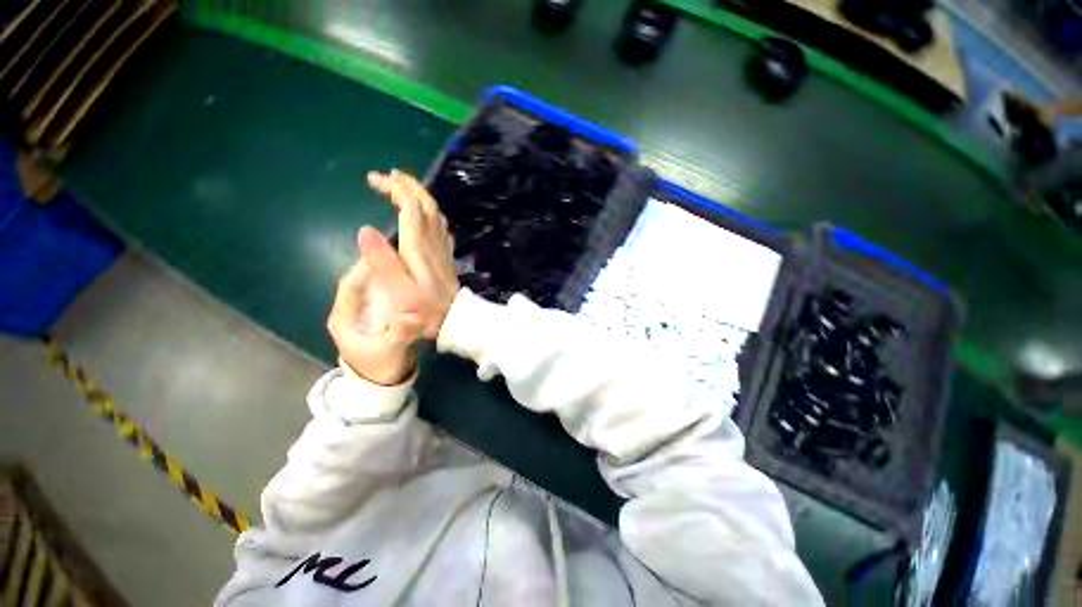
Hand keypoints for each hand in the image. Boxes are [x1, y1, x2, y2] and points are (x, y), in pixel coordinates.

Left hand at [327, 227, 423, 385]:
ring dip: (391, 274)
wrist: (385, 386)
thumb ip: (400, 335)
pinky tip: (413, 280)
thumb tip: (415, 315)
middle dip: (381, 267)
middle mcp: (353, 311)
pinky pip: (388, 295)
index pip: (351, 285)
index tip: (385, 253)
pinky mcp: (380, 316)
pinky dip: (398, 285)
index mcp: (344, 318)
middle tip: (404, 253)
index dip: (365, 268)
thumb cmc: (381, 369)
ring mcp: (367, 313)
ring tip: (411, 262)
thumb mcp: (390, 352)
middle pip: (364, 282)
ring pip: (376, 287)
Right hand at [368, 170, 459, 337]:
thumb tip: (365, 229)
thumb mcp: (399, 291)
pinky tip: (421, 215)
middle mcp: (432, 241)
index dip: (395, 188)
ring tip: (400, 188)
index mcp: (418, 246)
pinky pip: (440, 226)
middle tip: (387, 176)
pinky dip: (428, 212)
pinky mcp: (445, 254)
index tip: (375, 179)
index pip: (411, 206)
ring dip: (418, 195)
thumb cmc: (424, 309)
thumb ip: (383, 262)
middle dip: (407, 185)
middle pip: (426, 204)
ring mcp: (442, 247)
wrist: (454, 318)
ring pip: (435, 212)